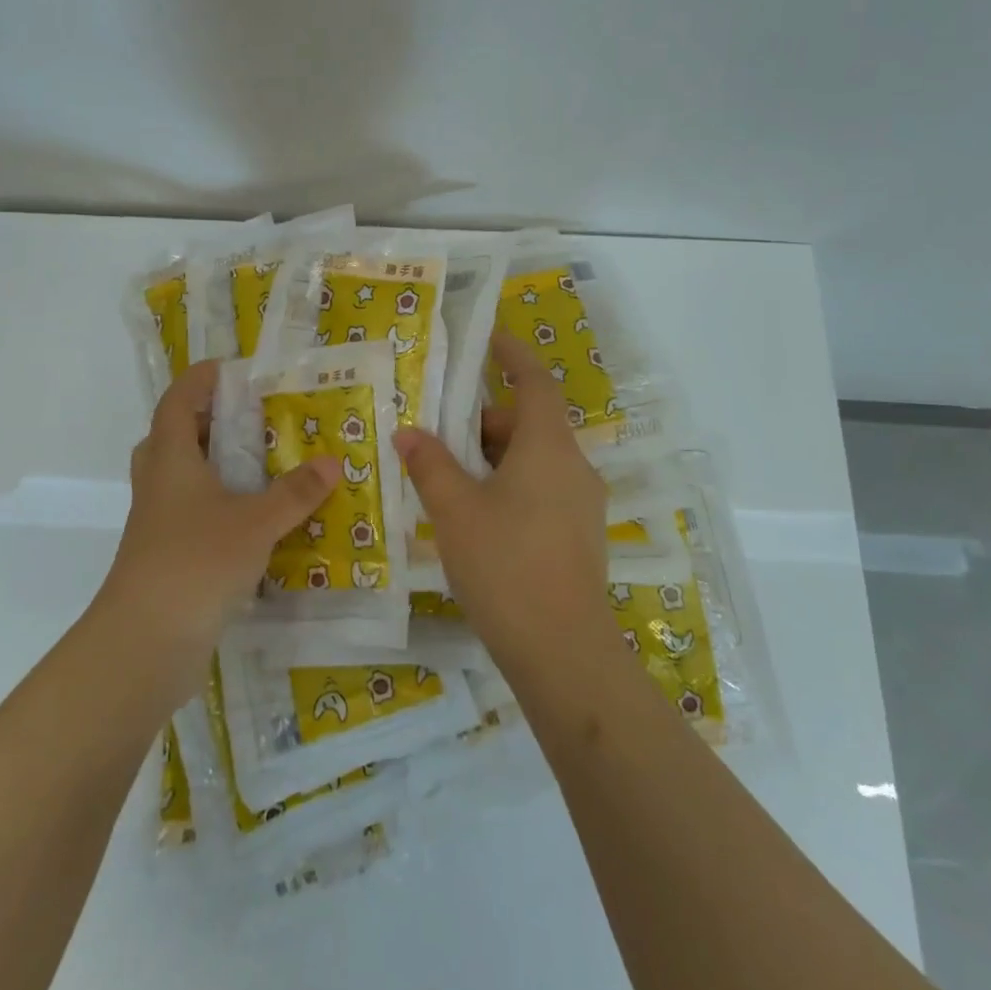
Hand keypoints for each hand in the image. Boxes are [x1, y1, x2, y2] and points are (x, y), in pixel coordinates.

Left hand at [96, 360, 339, 693]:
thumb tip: (332, 462)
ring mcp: (158, 523)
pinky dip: (220, 507)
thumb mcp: (256, 522)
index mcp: (171, 459)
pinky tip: (257, 519)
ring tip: (260, 464)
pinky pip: (193, 515)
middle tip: (248, 418)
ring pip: (182, 479)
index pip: (177, 401)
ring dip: (214, 466)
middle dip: (206, 422)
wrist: (145, 643)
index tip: (230, 368)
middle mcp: (159, 484)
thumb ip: (295, 493)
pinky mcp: (166, 556)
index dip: (199, 380)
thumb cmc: (196, 562)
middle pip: (173, 438)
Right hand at [393, 331, 618, 676]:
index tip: (489, 338)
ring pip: (535, 459)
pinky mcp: (580, 535)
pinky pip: (542, 489)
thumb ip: (430, 465)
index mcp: (547, 446)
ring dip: (495, 457)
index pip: (535, 381)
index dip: (513, 355)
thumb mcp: (454, 510)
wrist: (563, 651)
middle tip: (440, 433)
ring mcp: (581, 503)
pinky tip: (477, 517)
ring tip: (449, 478)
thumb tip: (408, 432)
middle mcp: (573, 466)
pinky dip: (510, 484)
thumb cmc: (505, 565)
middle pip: (530, 423)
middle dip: (485, 421)